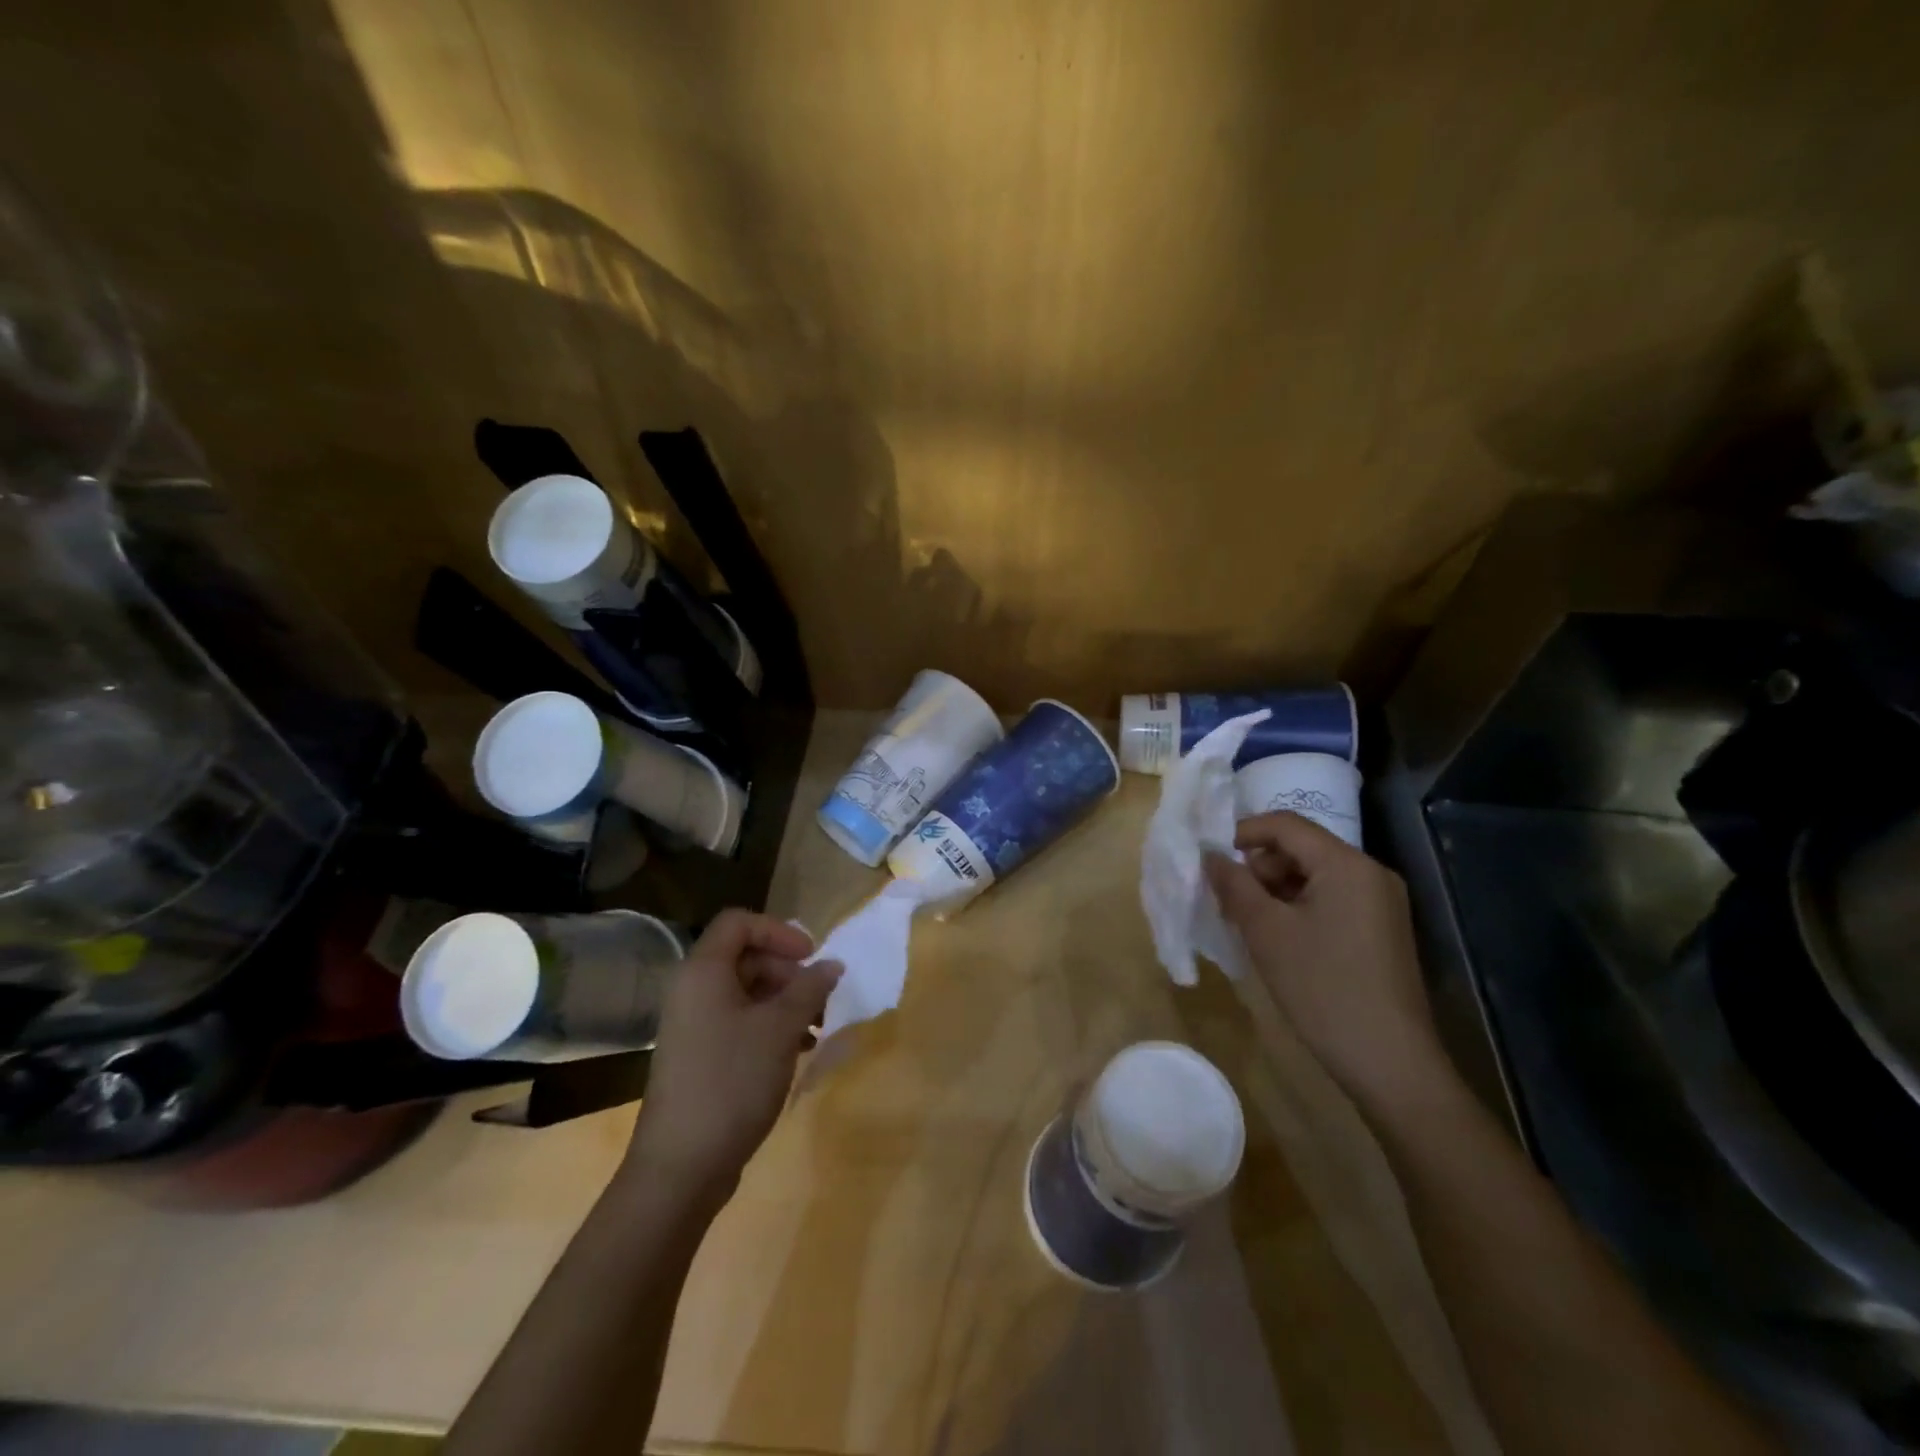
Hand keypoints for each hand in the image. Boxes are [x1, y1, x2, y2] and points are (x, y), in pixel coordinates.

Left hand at [624, 910, 839, 1209]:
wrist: (681, 1166)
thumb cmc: (732, 1081)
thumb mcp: (780, 1029)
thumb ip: (809, 989)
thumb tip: (832, 964)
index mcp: (703, 972)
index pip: (740, 922)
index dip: (779, 931)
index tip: (811, 957)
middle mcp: (692, 990)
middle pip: (745, 957)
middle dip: (788, 971)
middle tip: (820, 998)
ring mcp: (693, 1025)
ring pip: (746, 992)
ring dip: (785, 1001)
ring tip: (817, 1028)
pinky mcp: (699, 1056)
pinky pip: (738, 1022)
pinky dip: (770, 1026)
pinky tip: (799, 1050)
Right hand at [1205, 813, 1445, 1106]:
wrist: (1390, 1062)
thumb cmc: (1322, 987)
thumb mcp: (1266, 932)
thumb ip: (1234, 885)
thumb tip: (1210, 855)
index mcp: (1346, 864)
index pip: (1285, 825)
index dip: (1242, 832)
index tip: (1209, 858)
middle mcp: (1370, 873)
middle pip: (1302, 847)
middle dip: (1258, 865)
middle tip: (1226, 897)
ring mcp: (1381, 902)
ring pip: (1314, 875)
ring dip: (1275, 888)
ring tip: (1246, 921)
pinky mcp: (1381, 929)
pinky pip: (1331, 899)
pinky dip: (1298, 907)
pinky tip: (1277, 937)